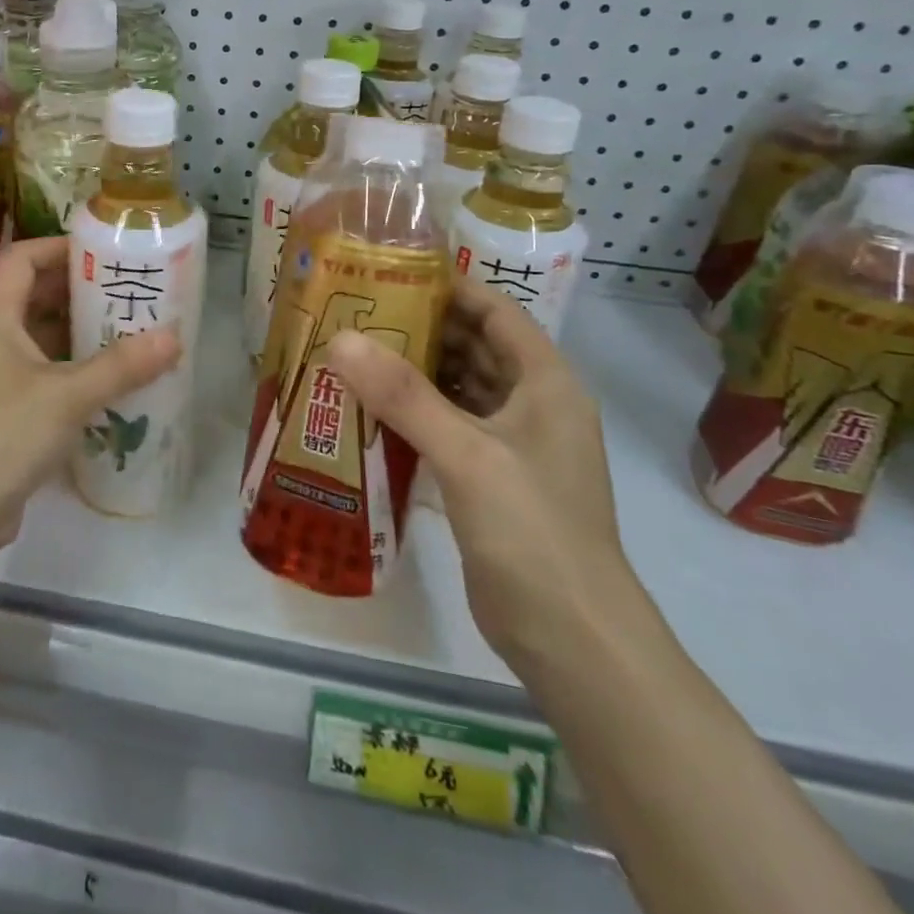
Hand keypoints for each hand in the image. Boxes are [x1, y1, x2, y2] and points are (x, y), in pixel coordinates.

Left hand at [0, 237, 181, 555]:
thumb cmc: (1, 436)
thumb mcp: (67, 396)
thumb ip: (122, 366)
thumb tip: (174, 338)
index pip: (21, 257)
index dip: (60, 247)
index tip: (104, 253)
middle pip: (30, 297)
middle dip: (78, 293)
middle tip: (127, 295)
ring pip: (35, 340)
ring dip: (76, 335)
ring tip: (126, 335)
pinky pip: (36, 376)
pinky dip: (67, 372)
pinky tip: (104, 385)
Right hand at [326, 281, 633, 672]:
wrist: (573, 641)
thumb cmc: (533, 532)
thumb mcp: (468, 455)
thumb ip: (404, 396)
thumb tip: (340, 339)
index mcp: (545, 383)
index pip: (495, 312)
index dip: (448, 287)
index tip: (388, 273)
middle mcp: (531, 405)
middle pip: (471, 347)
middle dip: (417, 329)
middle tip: (353, 314)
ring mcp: (510, 445)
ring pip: (455, 389)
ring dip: (410, 374)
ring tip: (349, 354)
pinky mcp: (488, 480)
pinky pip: (446, 428)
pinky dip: (411, 416)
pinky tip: (365, 412)